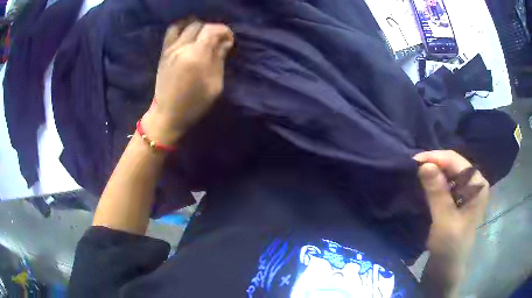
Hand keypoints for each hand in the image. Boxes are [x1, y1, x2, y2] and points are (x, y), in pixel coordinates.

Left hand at [143, 20, 233, 144]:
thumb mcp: (215, 85)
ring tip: (202, 38)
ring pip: (185, 25)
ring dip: (197, 28)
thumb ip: (219, 59)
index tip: (229, 40)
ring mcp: (170, 49)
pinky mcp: (163, 53)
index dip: (224, 30)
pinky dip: (182, 29)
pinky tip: (188, 37)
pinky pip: (172, 32)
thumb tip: (225, 42)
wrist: (167, 114)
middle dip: (212, 30)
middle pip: (199, 25)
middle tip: (218, 41)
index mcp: (196, 56)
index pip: (212, 30)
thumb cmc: (194, 104)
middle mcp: (181, 47)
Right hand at [414, 150, 489, 261]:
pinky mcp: (457, 200)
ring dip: (433, 173)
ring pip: (448, 173)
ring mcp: (466, 192)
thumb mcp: (444, 221)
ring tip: (415, 174)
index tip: (414, 161)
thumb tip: (424, 164)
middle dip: (434, 164)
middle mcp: (474, 184)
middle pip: (453, 165)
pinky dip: (434, 183)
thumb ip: (437, 193)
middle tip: (412, 168)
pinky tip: (424, 185)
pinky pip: (445, 184)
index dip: (436, 158)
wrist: (446, 271)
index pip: (456, 161)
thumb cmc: (449, 248)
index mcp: (477, 185)